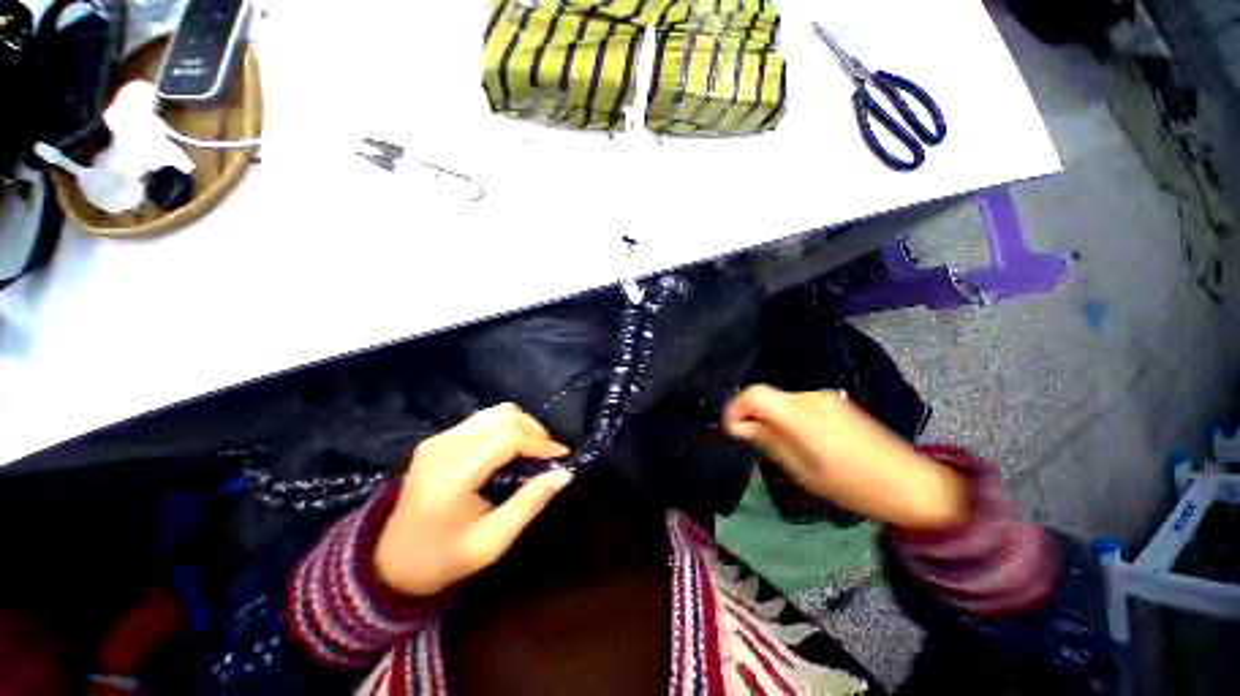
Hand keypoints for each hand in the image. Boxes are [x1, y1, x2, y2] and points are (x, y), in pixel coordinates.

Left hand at [374, 404, 572, 596]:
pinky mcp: (438, 439)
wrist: (389, 563)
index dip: (541, 442)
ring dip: (522, 426)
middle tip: (549, 456)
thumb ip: (530, 503)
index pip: (509, 435)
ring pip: (496, 412)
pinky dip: (506, 428)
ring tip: (534, 451)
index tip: (562, 457)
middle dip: (536, 431)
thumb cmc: (442, 559)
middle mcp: (445, 444)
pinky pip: (483, 420)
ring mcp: (439, 438)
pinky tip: (512, 450)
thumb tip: (565, 474)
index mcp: (455, 471)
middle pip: (505, 416)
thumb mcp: (492, 541)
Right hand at [723, 385, 964, 529]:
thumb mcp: (799, 468)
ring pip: (781, 401)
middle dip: (753, 417)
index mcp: (797, 412)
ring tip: (780, 448)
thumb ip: (765, 440)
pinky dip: (789, 419)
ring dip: (771, 419)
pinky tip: (802, 442)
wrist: (910, 483)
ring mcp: (824, 397)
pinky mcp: (836, 402)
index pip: (753, 394)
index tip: (731, 430)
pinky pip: (799, 405)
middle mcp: (808, 396)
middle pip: (766, 397)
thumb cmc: (850, 483)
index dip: (735, 408)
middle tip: (754, 444)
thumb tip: (737, 427)